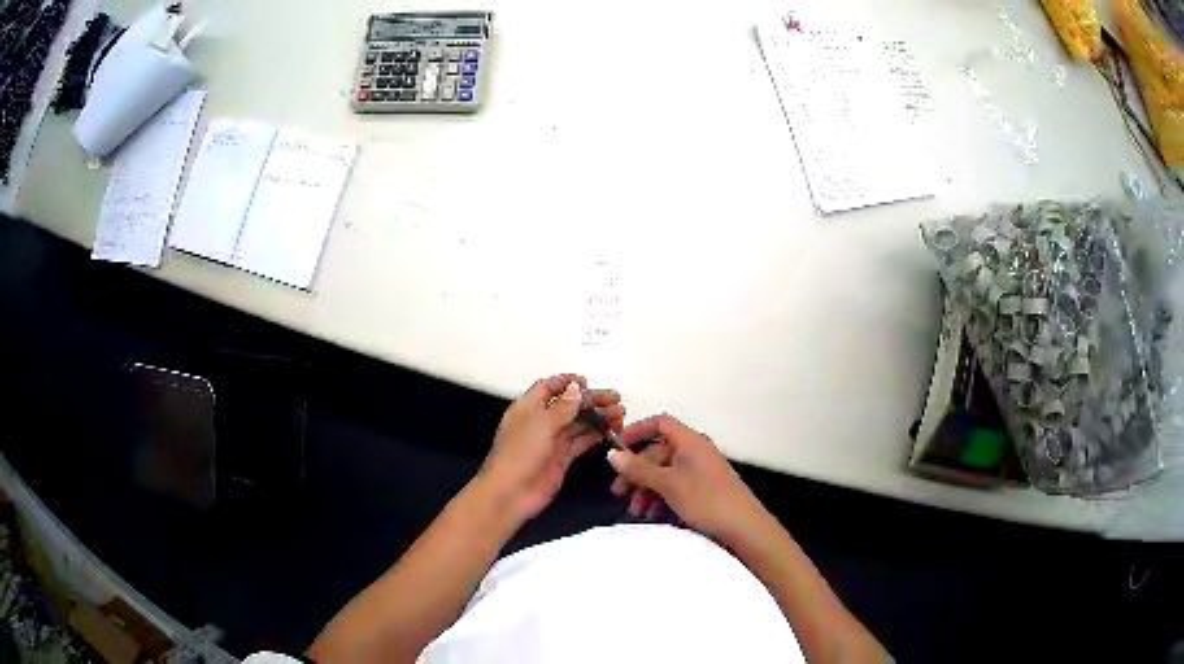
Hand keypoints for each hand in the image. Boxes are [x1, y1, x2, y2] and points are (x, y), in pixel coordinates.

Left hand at [478, 374, 624, 522]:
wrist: (511, 493)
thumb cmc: (520, 454)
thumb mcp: (541, 424)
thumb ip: (562, 406)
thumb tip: (576, 388)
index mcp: (528, 408)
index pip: (548, 388)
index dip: (566, 382)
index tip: (588, 382)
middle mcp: (540, 422)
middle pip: (568, 405)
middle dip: (591, 401)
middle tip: (616, 400)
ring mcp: (551, 441)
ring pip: (578, 424)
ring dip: (598, 418)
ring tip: (620, 416)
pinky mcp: (561, 459)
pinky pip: (581, 442)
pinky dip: (596, 436)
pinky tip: (611, 432)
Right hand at [607, 415, 770, 548]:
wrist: (743, 527)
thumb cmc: (706, 499)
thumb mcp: (668, 484)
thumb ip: (638, 469)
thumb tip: (612, 454)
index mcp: (690, 441)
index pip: (660, 424)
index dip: (637, 431)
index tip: (617, 448)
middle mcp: (696, 451)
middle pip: (659, 453)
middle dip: (637, 472)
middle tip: (618, 493)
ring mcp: (701, 471)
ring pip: (665, 473)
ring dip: (647, 490)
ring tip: (636, 512)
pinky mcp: (704, 490)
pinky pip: (676, 487)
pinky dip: (661, 499)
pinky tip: (653, 516)